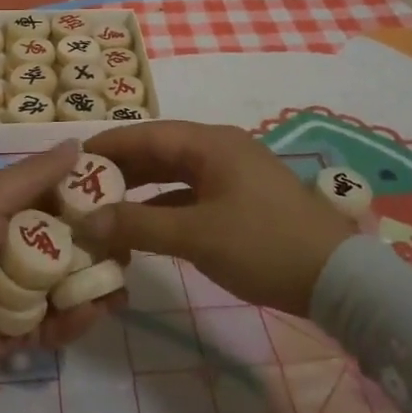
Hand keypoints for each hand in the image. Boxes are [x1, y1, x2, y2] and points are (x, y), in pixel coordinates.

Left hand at [0, 142, 120, 386]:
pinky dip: (76, 320)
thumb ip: (35, 174)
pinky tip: (92, 311)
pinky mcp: (19, 334)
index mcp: (7, 212)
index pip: (57, 199)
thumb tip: (78, 142)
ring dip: (94, 285)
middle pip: (70, 244)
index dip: (89, 197)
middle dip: (100, 246)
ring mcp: (19, 293)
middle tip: (127, 248)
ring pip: (69, 285)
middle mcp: (16, 248)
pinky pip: (56, 325)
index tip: (123, 196)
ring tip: (118, 287)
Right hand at [75, 122, 353, 316]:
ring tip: (104, 205)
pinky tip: (143, 227)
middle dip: (121, 168)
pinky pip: (191, 194)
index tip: (73, 160)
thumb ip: (137, 226)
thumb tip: (86, 221)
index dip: (108, 145)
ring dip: (141, 189)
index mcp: (209, 143)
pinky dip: (164, 207)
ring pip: (174, 174)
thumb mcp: (195, 236)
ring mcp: (232, 174)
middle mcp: (218, 149)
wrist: (338, 278)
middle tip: (82, 187)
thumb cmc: (263, 244)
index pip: (146, 134)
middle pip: (159, 151)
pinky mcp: (241, 200)